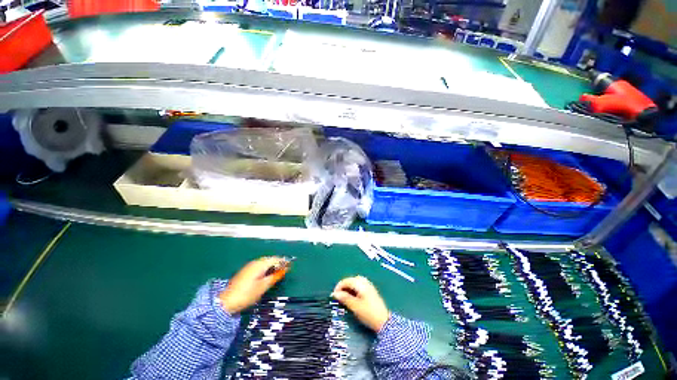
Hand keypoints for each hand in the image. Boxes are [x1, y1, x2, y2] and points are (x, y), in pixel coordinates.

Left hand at [219, 256, 287, 313]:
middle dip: (278, 262)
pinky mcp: (246, 270)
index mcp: (261, 264)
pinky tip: (266, 274)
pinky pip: (259, 265)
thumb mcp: (264, 286)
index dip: (284, 262)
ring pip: (264, 262)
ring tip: (277, 272)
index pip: (276, 259)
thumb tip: (285, 270)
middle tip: (285, 269)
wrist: (226, 301)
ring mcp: (249, 266)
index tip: (291, 266)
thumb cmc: (247, 294)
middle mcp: (255, 262)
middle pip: (270, 259)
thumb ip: (275, 276)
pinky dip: (266, 268)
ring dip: (272, 265)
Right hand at [331, 276, 389, 332]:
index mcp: (360, 284)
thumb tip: (335, 294)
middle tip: (339, 296)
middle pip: (351, 280)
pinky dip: (354, 290)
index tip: (334, 295)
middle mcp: (365, 282)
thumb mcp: (355, 306)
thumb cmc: (368, 313)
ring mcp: (369, 286)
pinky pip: (360, 286)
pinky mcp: (371, 291)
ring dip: (349, 288)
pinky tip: (353, 297)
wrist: (384, 322)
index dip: (339, 287)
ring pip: (355, 283)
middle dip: (344, 286)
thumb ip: (344, 298)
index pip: (346, 281)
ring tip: (344, 297)